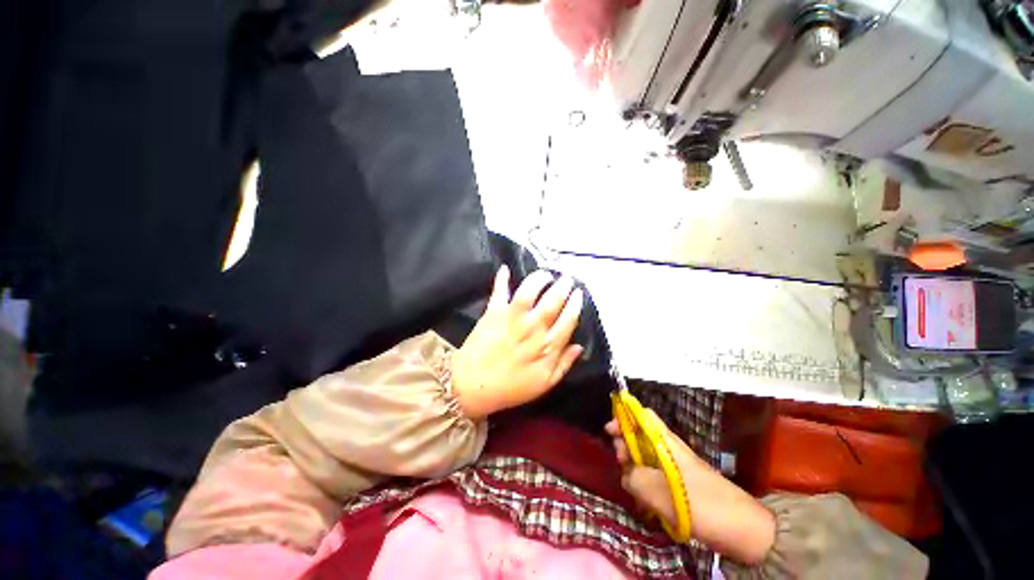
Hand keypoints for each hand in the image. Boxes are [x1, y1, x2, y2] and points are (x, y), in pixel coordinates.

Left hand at [452, 265, 584, 419]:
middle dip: (563, 286)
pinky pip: (499, 292)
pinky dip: (501, 279)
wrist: (473, 387)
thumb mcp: (544, 384)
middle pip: (552, 302)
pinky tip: (505, 268)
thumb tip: (579, 346)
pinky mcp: (494, 313)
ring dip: (539, 279)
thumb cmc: (511, 388)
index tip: (578, 294)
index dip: (575, 304)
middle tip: (567, 278)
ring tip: (545, 275)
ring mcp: (512, 319)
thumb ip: (563, 364)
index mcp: (547, 347)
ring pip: (529, 292)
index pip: (568, 320)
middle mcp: (532, 328)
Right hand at [606, 411, 775, 564]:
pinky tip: (643, 502)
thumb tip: (626, 475)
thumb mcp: (659, 492)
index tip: (609, 431)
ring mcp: (675, 468)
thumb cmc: (701, 504)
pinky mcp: (680, 486)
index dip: (623, 417)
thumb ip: (634, 479)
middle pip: (639, 436)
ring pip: (645, 459)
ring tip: (632, 488)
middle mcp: (669, 449)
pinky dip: (645, 485)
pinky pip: (655, 478)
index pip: (642, 416)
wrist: (743, 530)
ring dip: (634, 469)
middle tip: (621, 463)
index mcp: (666, 441)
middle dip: (624, 446)